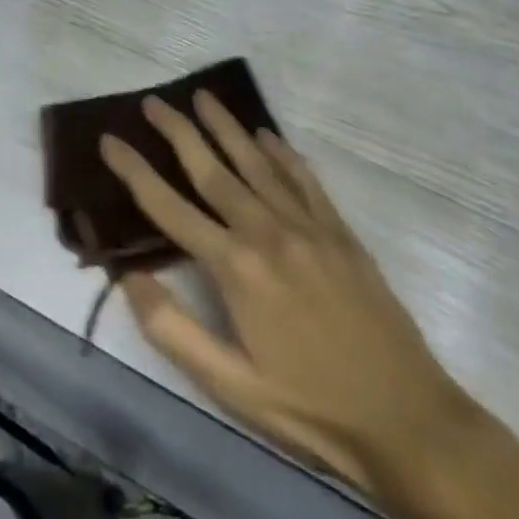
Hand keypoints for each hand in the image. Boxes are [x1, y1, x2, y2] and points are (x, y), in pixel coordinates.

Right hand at [101, 93, 466, 497]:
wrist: (409, 421)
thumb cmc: (310, 409)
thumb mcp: (230, 386)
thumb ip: (173, 329)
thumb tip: (129, 277)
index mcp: (236, 268)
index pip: (169, 207)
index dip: (134, 171)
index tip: (109, 140)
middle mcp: (268, 232)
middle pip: (212, 169)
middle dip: (178, 131)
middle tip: (152, 101)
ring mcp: (308, 227)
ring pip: (257, 163)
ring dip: (226, 127)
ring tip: (202, 97)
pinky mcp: (340, 233)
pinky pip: (304, 180)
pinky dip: (282, 153)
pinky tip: (267, 135)